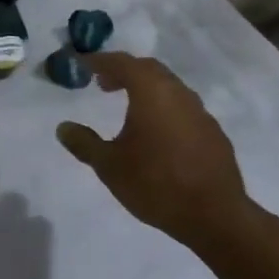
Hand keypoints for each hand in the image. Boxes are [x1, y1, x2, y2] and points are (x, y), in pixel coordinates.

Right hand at [56, 53, 251, 251]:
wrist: (216, 217)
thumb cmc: (156, 184)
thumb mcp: (109, 166)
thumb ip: (84, 143)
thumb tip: (63, 127)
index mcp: (150, 91)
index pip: (121, 62)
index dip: (99, 61)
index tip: (82, 64)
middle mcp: (177, 93)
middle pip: (148, 69)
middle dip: (124, 71)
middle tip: (103, 84)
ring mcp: (200, 112)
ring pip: (169, 87)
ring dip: (146, 89)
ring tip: (129, 108)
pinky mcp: (214, 133)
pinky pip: (184, 109)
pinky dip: (165, 109)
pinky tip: (158, 134)